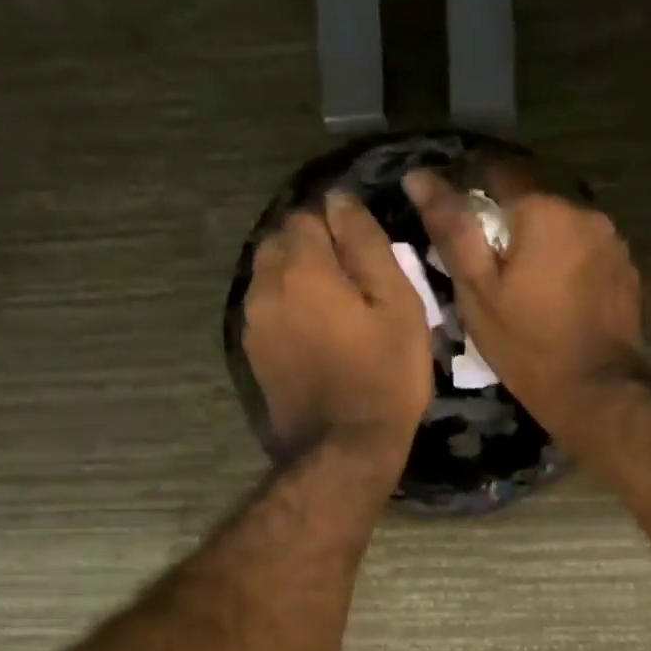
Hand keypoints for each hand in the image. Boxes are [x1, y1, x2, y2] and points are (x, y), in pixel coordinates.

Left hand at [243, 192, 432, 469]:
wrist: (344, 449)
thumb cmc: (383, 375)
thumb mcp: (397, 305)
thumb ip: (366, 244)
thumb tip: (340, 201)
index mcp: (301, 266)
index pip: (308, 215)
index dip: (338, 228)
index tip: (366, 256)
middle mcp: (265, 286)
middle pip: (280, 242)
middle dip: (312, 250)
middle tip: (352, 282)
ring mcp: (253, 323)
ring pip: (270, 277)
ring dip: (297, 280)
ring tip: (335, 310)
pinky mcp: (253, 353)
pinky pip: (267, 311)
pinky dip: (288, 310)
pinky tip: (316, 336)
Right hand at [405, 170, 641, 439]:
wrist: (594, 391)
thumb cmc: (526, 344)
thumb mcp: (478, 292)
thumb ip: (452, 230)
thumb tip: (419, 178)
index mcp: (543, 209)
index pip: (498, 171)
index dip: (473, 190)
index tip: (459, 222)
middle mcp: (585, 211)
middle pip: (536, 199)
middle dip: (510, 222)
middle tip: (490, 263)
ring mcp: (613, 240)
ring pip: (564, 225)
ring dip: (543, 241)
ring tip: (526, 282)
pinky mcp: (627, 269)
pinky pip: (588, 251)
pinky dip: (569, 262)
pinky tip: (559, 296)